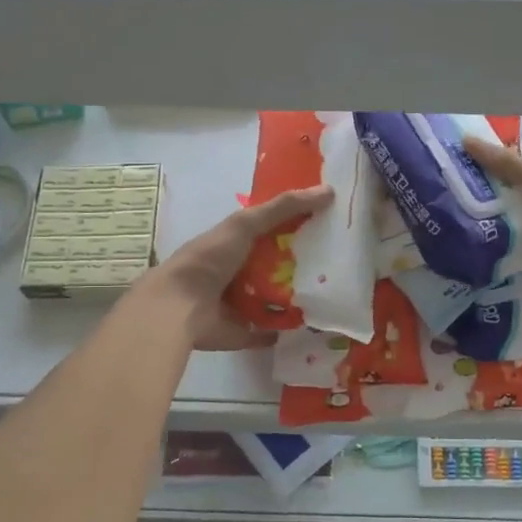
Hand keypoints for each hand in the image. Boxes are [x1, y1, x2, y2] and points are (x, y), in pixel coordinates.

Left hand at [146, 185, 335, 350]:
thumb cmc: (211, 258)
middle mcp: (240, 271)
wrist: (180, 306)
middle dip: (305, 262)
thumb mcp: (246, 224)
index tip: (331, 222)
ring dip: (300, 295)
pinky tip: (315, 322)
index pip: (273, 230)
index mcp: (237, 244)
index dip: (299, 224)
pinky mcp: (245, 331)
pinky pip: (273, 329)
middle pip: (280, 264)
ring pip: (279, 297)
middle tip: (341, 259)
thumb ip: (283, 208)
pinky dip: (288, 327)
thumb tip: (330, 191)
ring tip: (336, 290)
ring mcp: (243, 303)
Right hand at [463, 136, 521, 312]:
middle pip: (516, 235)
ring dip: (500, 269)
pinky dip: (516, 296)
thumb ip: (511, 167)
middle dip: (490, 239)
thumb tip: (466, 141)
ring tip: (463, 272)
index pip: (516, 200)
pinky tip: (486, 296)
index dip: (490, 200)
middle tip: (451, 243)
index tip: (456, 204)